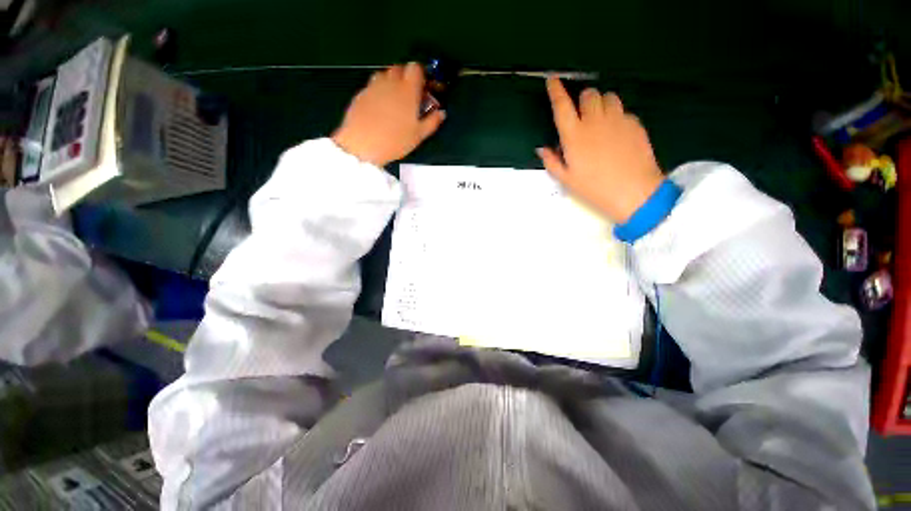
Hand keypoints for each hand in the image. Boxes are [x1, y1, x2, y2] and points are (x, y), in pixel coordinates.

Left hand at [332, 63, 445, 166]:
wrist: (362, 145)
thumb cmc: (395, 141)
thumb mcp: (418, 135)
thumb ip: (432, 122)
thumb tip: (441, 113)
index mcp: (407, 90)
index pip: (416, 68)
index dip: (421, 75)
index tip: (423, 88)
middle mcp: (390, 82)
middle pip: (399, 68)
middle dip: (406, 77)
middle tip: (409, 96)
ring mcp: (373, 86)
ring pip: (384, 74)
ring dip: (391, 82)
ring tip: (394, 101)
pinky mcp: (361, 93)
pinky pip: (372, 85)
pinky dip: (378, 91)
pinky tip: (379, 109)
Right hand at [537, 77, 663, 223]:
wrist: (634, 192)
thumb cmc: (594, 189)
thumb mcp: (567, 180)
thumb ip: (552, 161)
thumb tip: (542, 148)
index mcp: (574, 135)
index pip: (562, 106)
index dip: (555, 91)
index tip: (552, 79)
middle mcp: (595, 121)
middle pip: (588, 94)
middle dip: (582, 100)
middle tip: (581, 115)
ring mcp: (618, 119)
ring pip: (608, 96)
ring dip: (600, 104)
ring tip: (599, 120)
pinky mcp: (635, 123)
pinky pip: (623, 110)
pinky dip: (616, 116)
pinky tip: (616, 133)